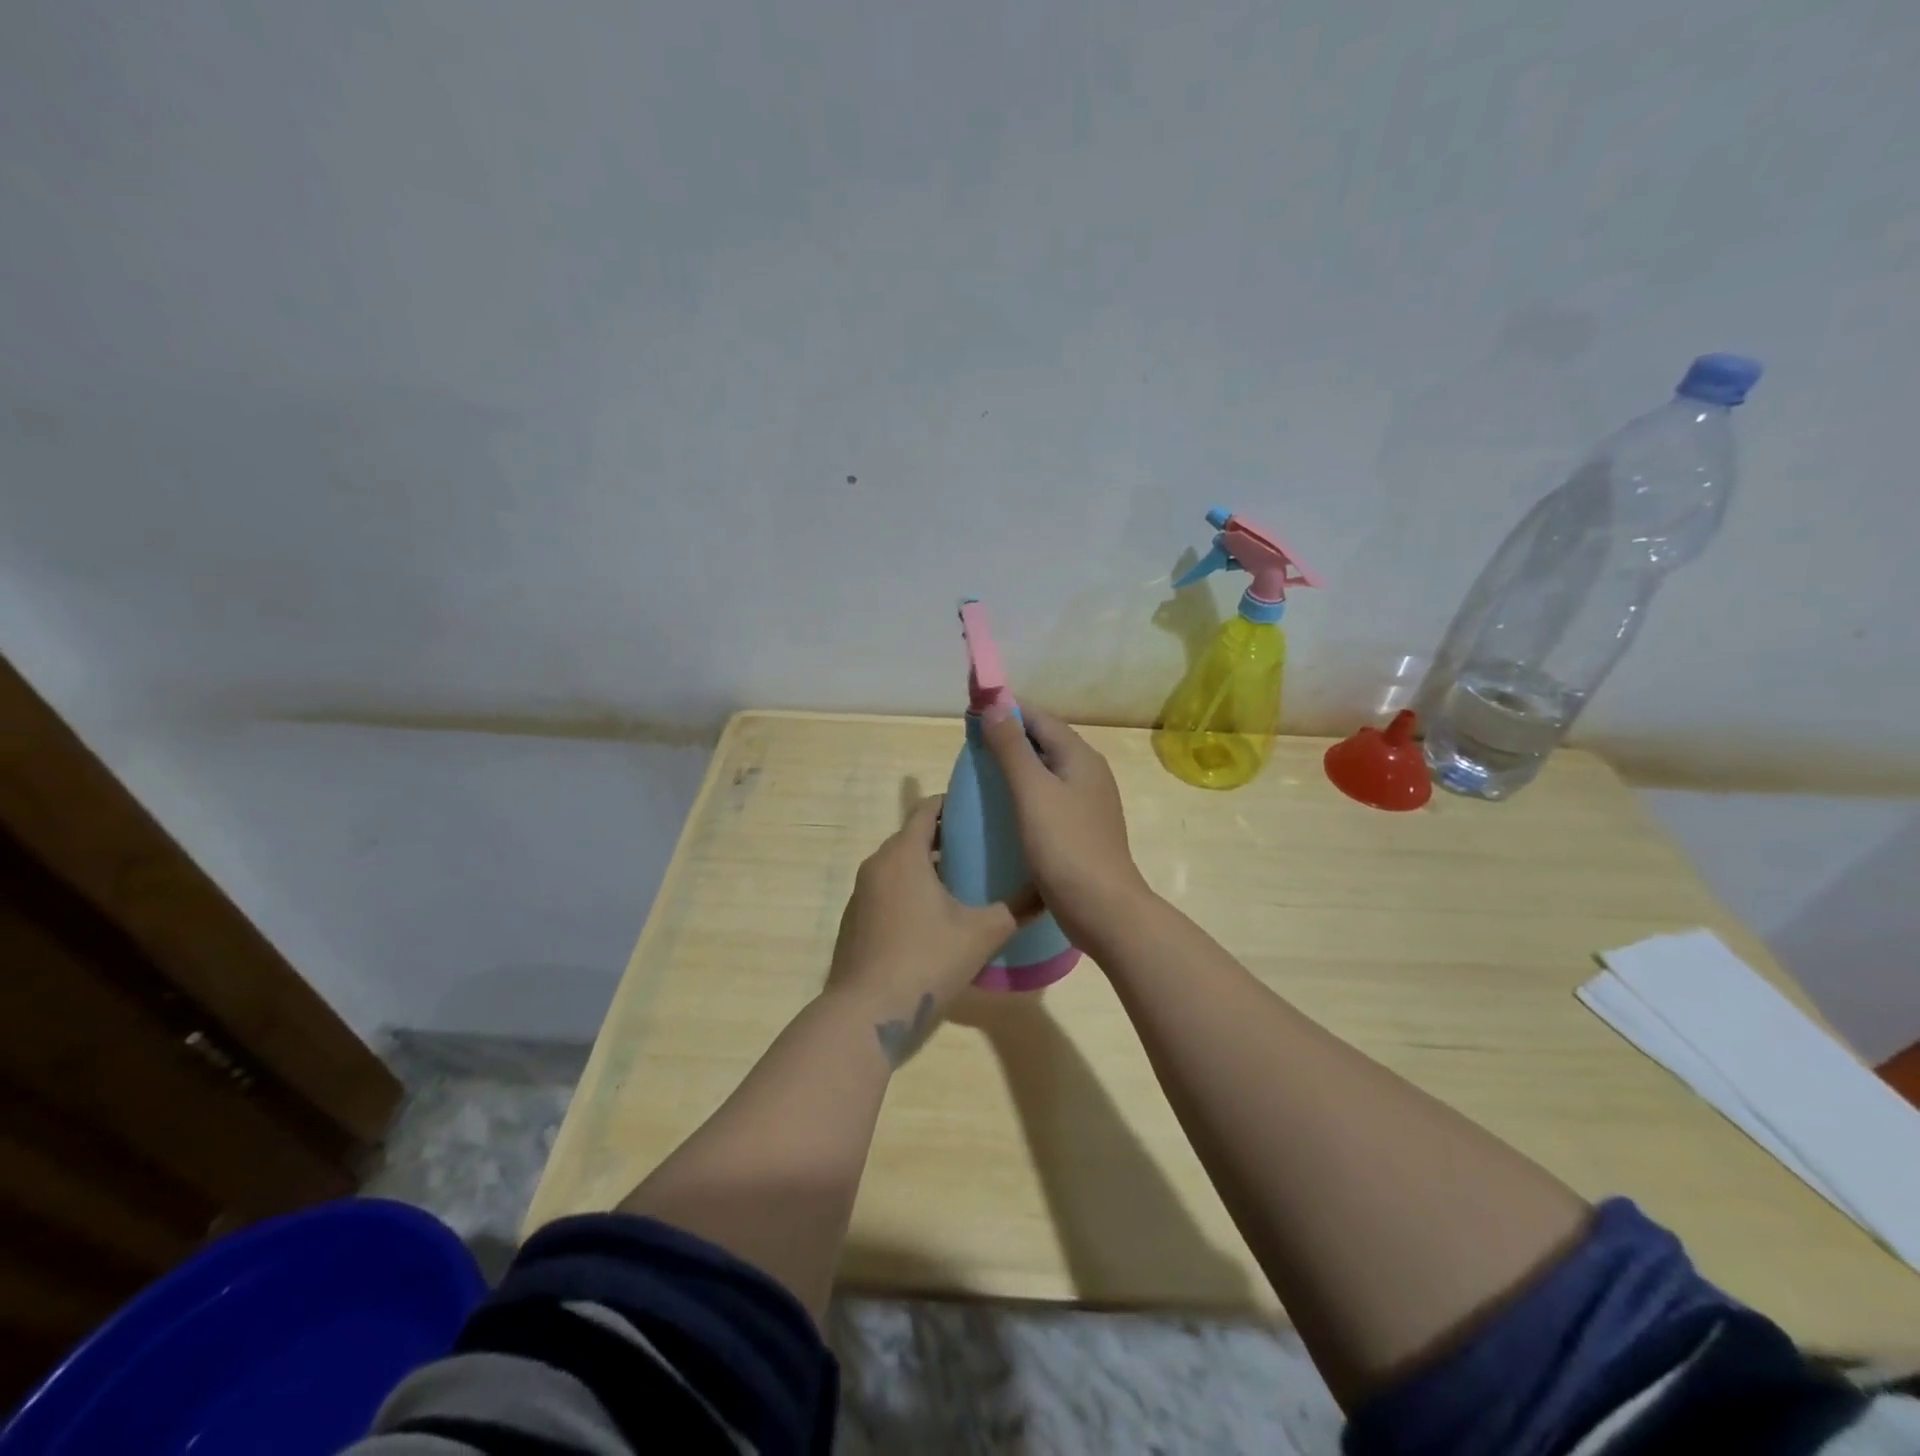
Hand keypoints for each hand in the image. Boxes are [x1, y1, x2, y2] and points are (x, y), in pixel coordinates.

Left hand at [826, 796, 1033, 1062]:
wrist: (866, 1014)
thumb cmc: (926, 960)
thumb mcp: (981, 934)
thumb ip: (1017, 909)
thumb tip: (1048, 891)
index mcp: (903, 854)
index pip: (926, 810)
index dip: (952, 804)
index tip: (980, 809)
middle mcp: (876, 865)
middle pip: (912, 837)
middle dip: (945, 838)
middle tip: (981, 847)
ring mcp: (861, 894)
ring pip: (899, 866)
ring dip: (928, 867)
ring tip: (964, 882)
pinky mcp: (855, 921)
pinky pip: (886, 891)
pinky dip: (909, 891)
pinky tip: (934, 918)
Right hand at [979, 705, 1151, 946]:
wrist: (1101, 908)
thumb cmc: (1065, 845)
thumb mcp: (1032, 791)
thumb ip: (1012, 748)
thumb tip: (996, 704)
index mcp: (1080, 757)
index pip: (1040, 718)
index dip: (1007, 711)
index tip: (971, 714)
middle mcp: (1088, 773)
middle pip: (1045, 743)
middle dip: (1009, 738)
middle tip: (971, 747)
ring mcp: (1088, 803)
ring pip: (1046, 772)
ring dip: (1016, 767)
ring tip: (981, 776)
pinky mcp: (1080, 829)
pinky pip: (1048, 798)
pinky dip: (1025, 794)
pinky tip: (1004, 810)